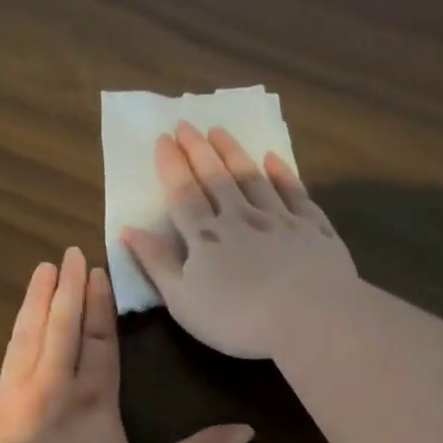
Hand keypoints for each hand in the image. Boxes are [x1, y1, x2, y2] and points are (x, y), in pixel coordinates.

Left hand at [0, 247, 253, 442]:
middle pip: (61, 328)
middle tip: (67, 254)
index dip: (99, 307)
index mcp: (94, 400)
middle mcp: (52, 386)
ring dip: (33, 303)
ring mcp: (7, 396)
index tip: (97, 272)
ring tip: (40, 270)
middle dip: (67, 290)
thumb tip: (247, 431)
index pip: (100, 343)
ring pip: (23, 338)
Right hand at [121, 122, 357, 358]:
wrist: (310, 317)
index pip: (183, 194)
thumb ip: (157, 263)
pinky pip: (295, 192)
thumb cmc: (238, 318)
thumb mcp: (183, 300)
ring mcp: (280, 219)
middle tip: (187, 124)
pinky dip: (283, 173)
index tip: (164, 139)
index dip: (172, 166)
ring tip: (220, 131)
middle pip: (216, 177)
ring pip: (253, 177)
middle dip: (199, 150)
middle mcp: (241, 217)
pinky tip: (273, 158)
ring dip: (234, 153)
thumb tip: (129, 230)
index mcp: (206, 237)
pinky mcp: (313, 227)